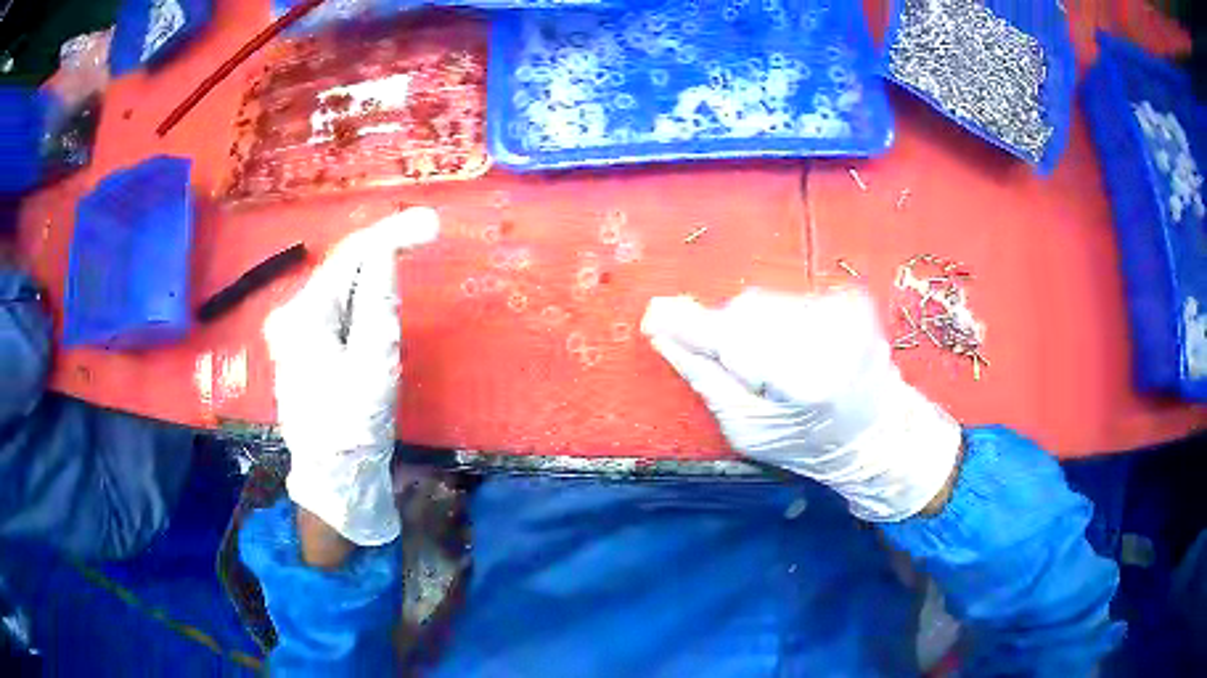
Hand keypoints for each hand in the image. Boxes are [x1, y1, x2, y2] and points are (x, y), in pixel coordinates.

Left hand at [264, 208, 439, 545]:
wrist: (334, 480)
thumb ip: (378, 303)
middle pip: (342, 269)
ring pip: (340, 288)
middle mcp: (291, 316)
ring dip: (374, 270)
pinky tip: (381, 291)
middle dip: (383, 248)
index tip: (430, 224)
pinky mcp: (304, 349)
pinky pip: (337, 308)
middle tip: (426, 232)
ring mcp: (294, 333)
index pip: (348, 258)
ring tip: (409, 250)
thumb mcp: (374, 364)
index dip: (390, 235)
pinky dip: (362, 295)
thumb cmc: (354, 427)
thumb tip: (386, 252)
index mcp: (303, 316)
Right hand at [641, 289, 960, 521]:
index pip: (732, 339)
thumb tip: (663, 332)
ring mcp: (845, 312)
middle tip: (733, 366)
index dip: (689, 326)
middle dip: (725, 333)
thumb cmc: (808, 445)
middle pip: (746, 312)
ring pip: (765, 302)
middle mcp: (829, 335)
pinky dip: (776, 320)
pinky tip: (792, 349)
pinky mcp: (849, 299)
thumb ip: (705, 378)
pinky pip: (788, 299)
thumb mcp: (747, 429)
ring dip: (751, 326)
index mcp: (805, 379)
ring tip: (769, 363)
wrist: (878, 433)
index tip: (653, 315)